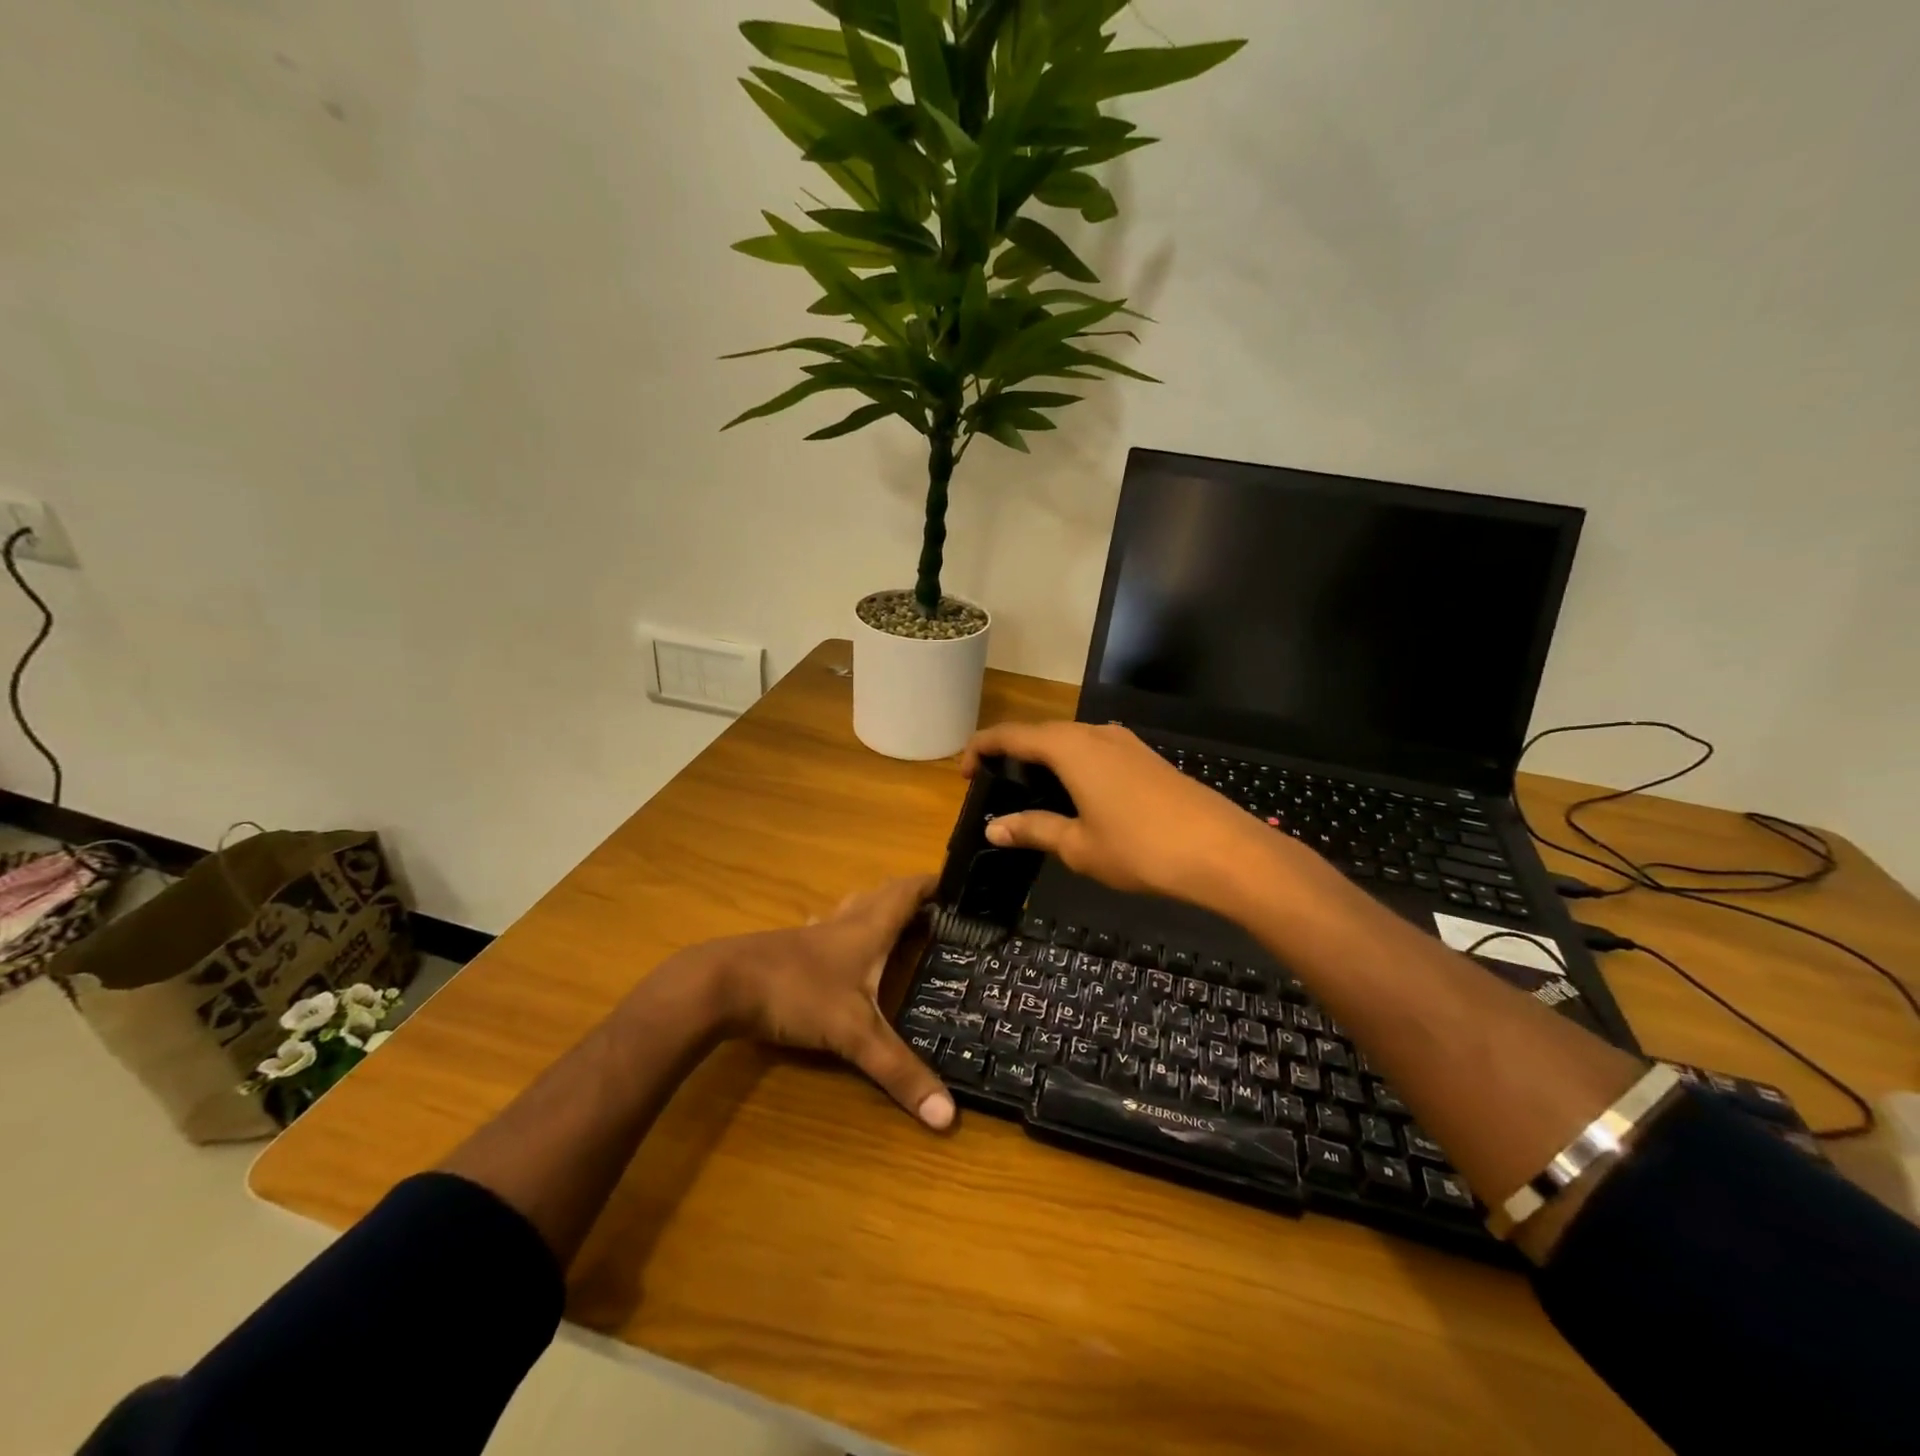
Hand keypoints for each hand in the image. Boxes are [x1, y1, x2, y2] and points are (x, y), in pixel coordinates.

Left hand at [713, 874, 954, 1130]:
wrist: (721, 985)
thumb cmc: (796, 994)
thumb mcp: (853, 1034)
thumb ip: (899, 1071)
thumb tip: (949, 1116)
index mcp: (867, 928)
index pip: (907, 892)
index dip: (933, 883)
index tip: (960, 883)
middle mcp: (844, 922)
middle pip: (882, 894)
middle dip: (910, 896)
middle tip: (937, 909)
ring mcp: (813, 933)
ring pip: (853, 908)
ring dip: (877, 908)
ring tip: (897, 924)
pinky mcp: (790, 947)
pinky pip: (828, 928)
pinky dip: (845, 929)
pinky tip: (839, 947)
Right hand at [961, 721, 1288, 911]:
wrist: (1221, 850)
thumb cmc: (1140, 848)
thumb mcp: (1078, 845)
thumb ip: (1033, 829)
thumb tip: (994, 828)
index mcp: (1069, 747)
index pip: (1010, 735)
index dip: (981, 748)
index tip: (963, 773)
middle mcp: (1094, 734)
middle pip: (1040, 734)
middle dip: (1011, 755)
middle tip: (994, 788)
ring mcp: (1125, 743)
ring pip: (1070, 741)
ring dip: (1044, 760)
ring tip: (1031, 793)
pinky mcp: (1146, 758)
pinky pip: (1095, 751)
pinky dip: (1073, 766)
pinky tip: (1077, 796)